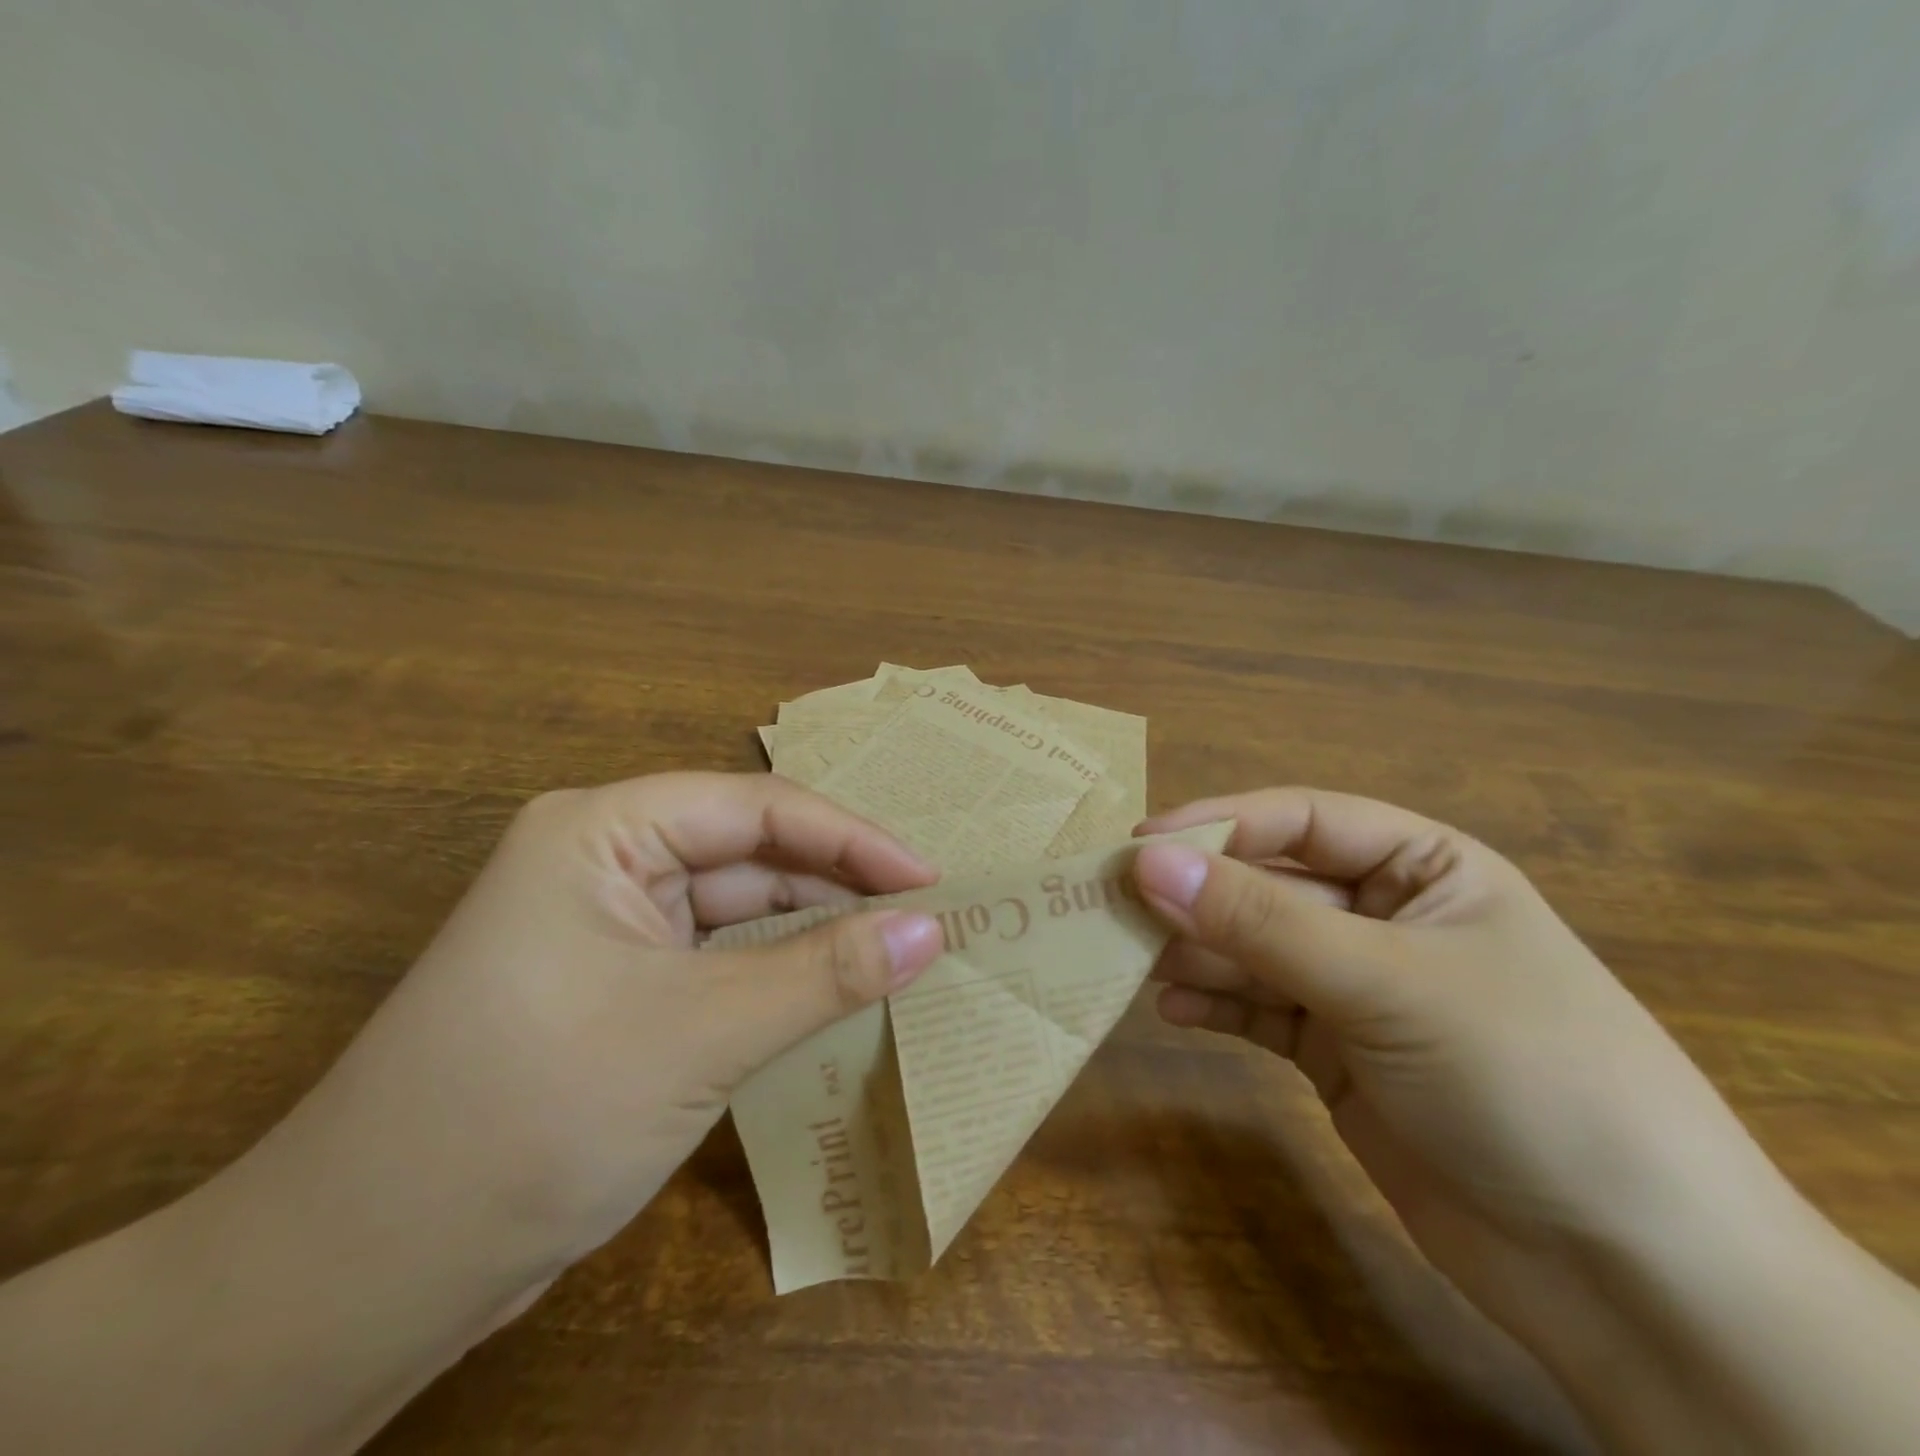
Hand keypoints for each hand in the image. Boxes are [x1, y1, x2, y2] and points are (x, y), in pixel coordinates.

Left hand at [248, 772, 946, 1282]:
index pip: (756, 809)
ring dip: (815, 933)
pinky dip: (780, 974)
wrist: (362, 1277)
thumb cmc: (531, 1115)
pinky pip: (721, 960)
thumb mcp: (700, 1032)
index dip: (851, 838)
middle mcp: (606, 862)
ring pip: (740, 910)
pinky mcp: (621, 989)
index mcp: (603, 830)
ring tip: (900, 952)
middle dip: (838, 885)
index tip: (929, 879)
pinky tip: (837, 991)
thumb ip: (825, 973)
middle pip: (751, 855)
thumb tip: (931, 930)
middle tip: (926, 918)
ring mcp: (612, 929)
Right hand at [1130, 788, 1795, 1349]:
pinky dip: (1214, 1003)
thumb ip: (1258, 921)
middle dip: (1196, 894)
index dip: (1219, 825)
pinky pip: (1258, 1009)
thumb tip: (1145, 862)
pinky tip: (1170, 1009)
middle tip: (1113, 905)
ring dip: (1194, 950)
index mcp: (1423, 868)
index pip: (1300, 820)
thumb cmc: (1526, 1076)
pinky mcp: (1336, 1054)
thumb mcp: (1385, 981)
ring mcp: (1357, 989)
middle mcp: (1384, 917)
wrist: (1631, 1275)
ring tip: (1127, 959)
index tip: (1139, 846)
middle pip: (1267, 885)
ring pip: (1253, 948)